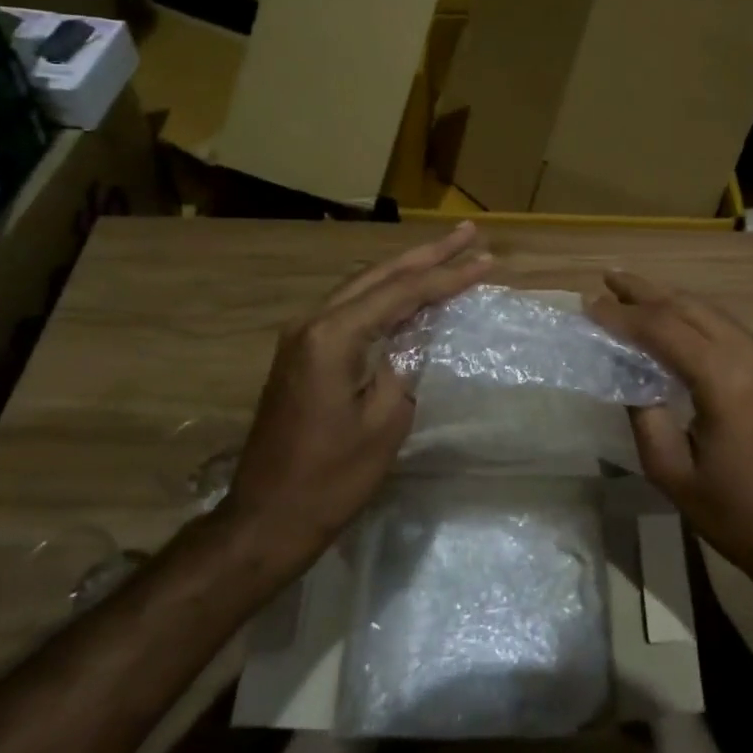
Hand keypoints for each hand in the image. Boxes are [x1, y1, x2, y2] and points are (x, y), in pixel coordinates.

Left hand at [216, 223, 492, 569]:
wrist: (266, 520)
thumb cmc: (330, 478)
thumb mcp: (385, 422)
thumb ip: (406, 366)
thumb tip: (418, 338)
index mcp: (333, 335)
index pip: (402, 292)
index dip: (448, 276)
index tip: (486, 260)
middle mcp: (313, 322)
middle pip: (380, 275)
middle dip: (428, 254)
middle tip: (468, 232)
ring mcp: (302, 336)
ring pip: (363, 287)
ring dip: (406, 271)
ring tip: (446, 252)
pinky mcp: (302, 354)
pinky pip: (352, 309)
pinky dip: (386, 296)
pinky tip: (409, 293)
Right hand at [589, 271, 752, 610]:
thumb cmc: (738, 518)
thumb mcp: (674, 476)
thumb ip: (645, 420)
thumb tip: (631, 380)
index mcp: (726, 382)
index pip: (664, 329)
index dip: (624, 315)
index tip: (589, 305)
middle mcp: (752, 358)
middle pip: (690, 308)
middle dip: (646, 291)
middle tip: (607, 277)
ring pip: (713, 314)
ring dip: (671, 299)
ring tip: (635, 292)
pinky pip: (731, 331)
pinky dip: (697, 319)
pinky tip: (676, 322)